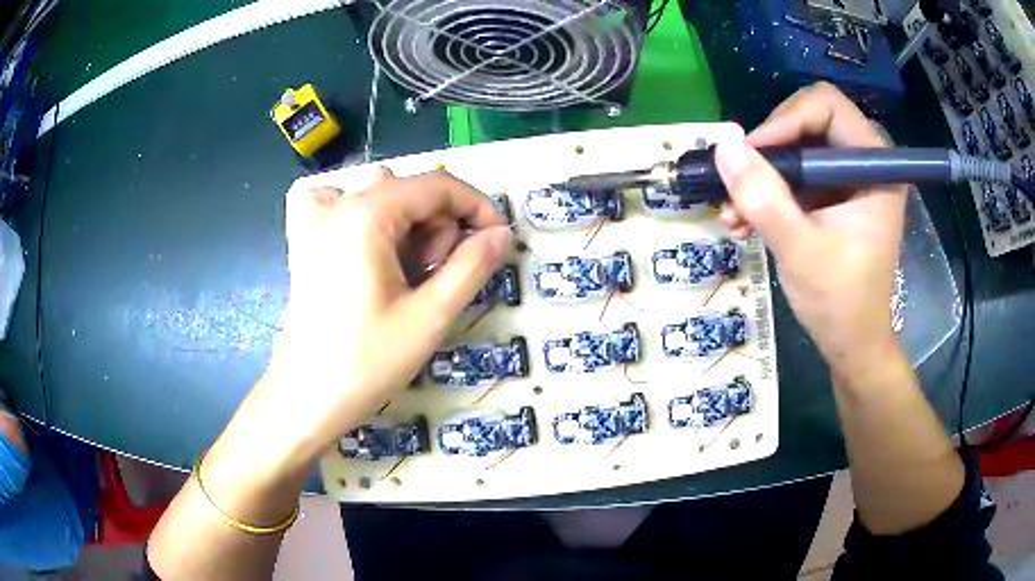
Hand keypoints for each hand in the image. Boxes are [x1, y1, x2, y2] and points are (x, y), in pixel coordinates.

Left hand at [253, 168, 511, 469]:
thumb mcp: (429, 316)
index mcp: (366, 214)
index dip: (476, 206)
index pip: (437, 186)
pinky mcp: (303, 241)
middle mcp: (337, 204)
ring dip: (405, 222)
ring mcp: (314, 221)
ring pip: (377, 193)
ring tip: (404, 271)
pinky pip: (332, 201)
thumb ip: (471, 266)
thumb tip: (502, 234)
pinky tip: (362, 240)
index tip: (496, 239)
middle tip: (435, 278)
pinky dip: (356, 211)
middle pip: (408, 190)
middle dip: (436, 227)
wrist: (306, 399)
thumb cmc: (366, 362)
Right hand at [714, 82, 906, 375]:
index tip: (752, 155)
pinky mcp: (834, 196)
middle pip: (808, 121)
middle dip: (769, 151)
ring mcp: (848, 179)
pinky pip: (795, 176)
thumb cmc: (840, 302)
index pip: (827, 106)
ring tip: (733, 211)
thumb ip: (764, 198)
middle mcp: (865, 162)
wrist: (852, 344)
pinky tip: (743, 219)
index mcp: (876, 167)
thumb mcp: (800, 250)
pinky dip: (768, 193)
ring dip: (761, 176)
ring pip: (796, 149)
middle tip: (739, 179)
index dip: (785, 120)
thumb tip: (724, 148)